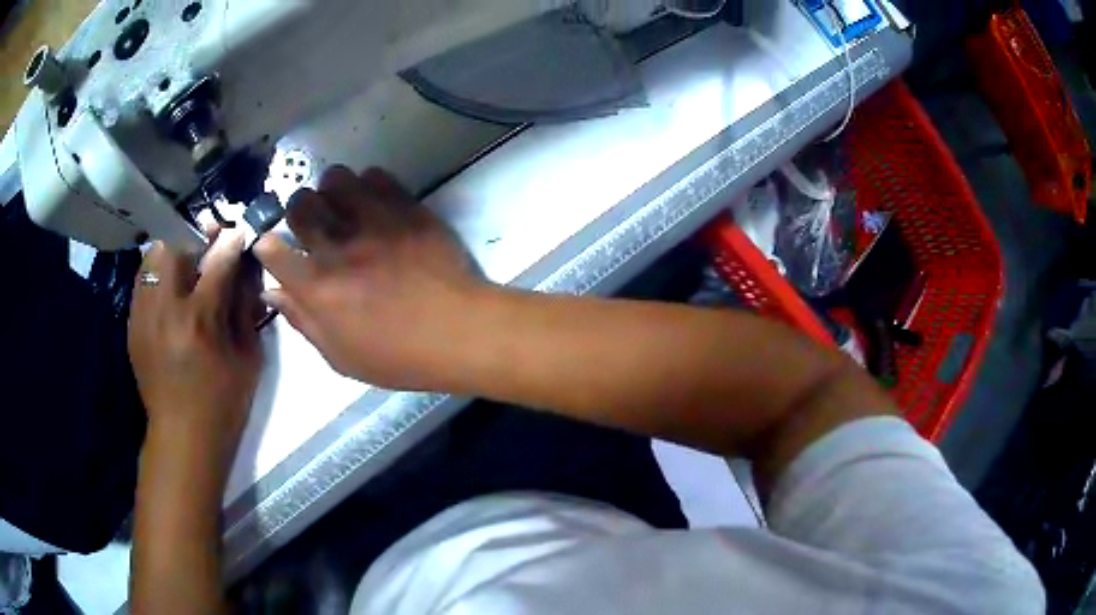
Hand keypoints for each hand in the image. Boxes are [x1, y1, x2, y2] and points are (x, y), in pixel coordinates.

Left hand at [128, 230, 264, 466]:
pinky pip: (143, 283)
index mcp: (200, 320)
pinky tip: (169, 295)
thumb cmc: (223, 404)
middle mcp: (166, 309)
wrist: (182, 437)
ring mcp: (143, 316)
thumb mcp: (248, 360)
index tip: (238, 233)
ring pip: (152, 259)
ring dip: (172, 256)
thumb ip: (246, 310)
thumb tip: (245, 272)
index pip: (218, 261)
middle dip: (194, 241)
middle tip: (206, 252)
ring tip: (185, 270)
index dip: (231, 242)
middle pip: (174, 247)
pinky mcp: (132, 326)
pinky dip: (157, 277)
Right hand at [254, 166, 485, 390]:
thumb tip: (272, 292)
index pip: (272, 249)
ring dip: (331, 190)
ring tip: (341, 206)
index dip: (267, 246)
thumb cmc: (398, 356)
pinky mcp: (406, 209)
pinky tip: (373, 202)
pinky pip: (376, 177)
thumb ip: (302, 321)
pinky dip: (367, 185)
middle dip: (297, 209)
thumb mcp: (341, 357)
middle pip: (299, 204)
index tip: (275, 249)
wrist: (459, 332)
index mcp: (317, 288)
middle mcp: (338, 247)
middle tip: (310, 223)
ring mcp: (374, 222)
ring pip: (335, 179)